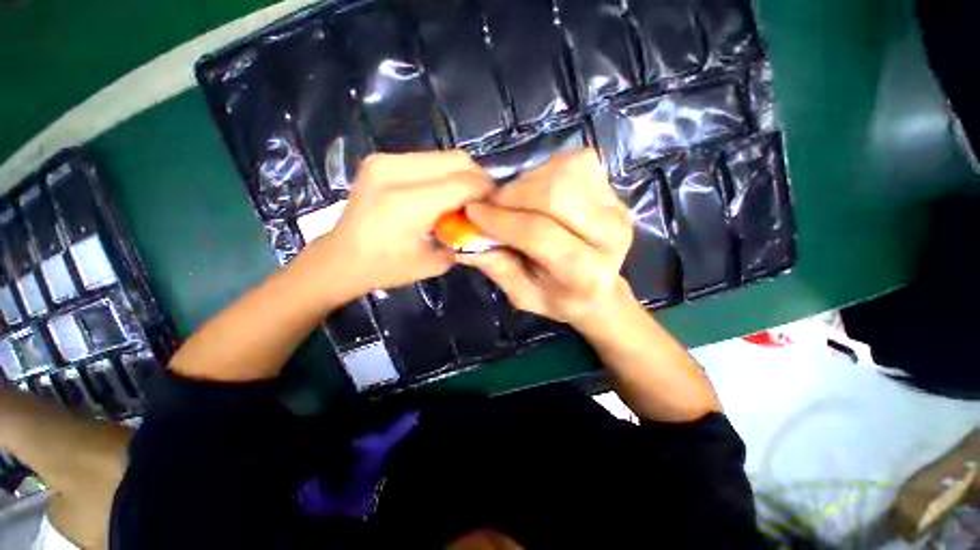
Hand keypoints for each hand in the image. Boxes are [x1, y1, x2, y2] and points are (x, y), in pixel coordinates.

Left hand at [310, 151, 493, 294]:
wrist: (341, 258)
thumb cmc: (387, 268)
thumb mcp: (434, 263)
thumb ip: (464, 239)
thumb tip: (485, 222)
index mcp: (407, 204)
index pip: (464, 184)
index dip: (487, 193)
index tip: (497, 207)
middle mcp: (394, 172)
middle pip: (457, 160)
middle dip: (479, 180)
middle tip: (485, 202)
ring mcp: (384, 160)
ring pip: (445, 156)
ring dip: (463, 175)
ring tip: (466, 198)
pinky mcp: (381, 159)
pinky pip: (428, 159)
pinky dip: (445, 174)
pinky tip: (444, 193)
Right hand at [459, 150, 635, 331]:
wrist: (601, 290)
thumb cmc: (559, 298)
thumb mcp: (523, 296)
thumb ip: (496, 267)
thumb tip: (461, 237)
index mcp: (587, 273)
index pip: (540, 235)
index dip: (501, 221)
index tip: (472, 214)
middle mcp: (610, 235)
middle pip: (554, 194)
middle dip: (512, 196)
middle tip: (492, 205)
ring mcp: (616, 207)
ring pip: (563, 172)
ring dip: (527, 182)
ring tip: (514, 201)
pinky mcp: (613, 189)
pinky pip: (574, 163)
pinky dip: (546, 171)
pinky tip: (538, 191)